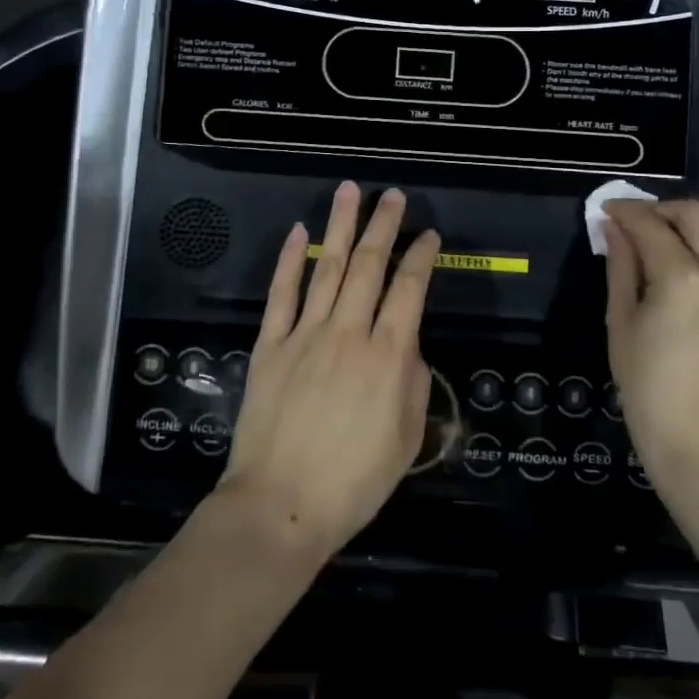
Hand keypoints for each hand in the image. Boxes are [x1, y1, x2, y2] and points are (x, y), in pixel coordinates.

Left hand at [217, 182, 437, 558]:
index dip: (422, 256)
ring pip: (328, 267)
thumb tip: (407, 348)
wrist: (278, 508)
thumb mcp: (406, 440)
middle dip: (384, 225)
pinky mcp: (270, 345)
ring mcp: (305, 334)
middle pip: (370, 265)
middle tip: (392, 195)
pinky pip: (281, 293)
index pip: (409, 289)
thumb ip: (414, 384)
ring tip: (349, 191)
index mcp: (387, 355)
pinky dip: (290, 260)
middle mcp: (348, 332)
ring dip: (340, 226)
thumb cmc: (352, 482)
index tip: (428, 235)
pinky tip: (297, 231)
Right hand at [603, 199, 698, 500]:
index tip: (605, 210)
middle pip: (694, 213)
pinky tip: (693, 260)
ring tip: (663, 239)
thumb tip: (614, 229)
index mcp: (682, 276)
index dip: (625, 212)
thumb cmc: (649, 389)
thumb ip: (620, 267)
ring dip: (691, 223)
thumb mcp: (621, 324)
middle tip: (633, 222)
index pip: (650, 224)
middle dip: (660, 209)